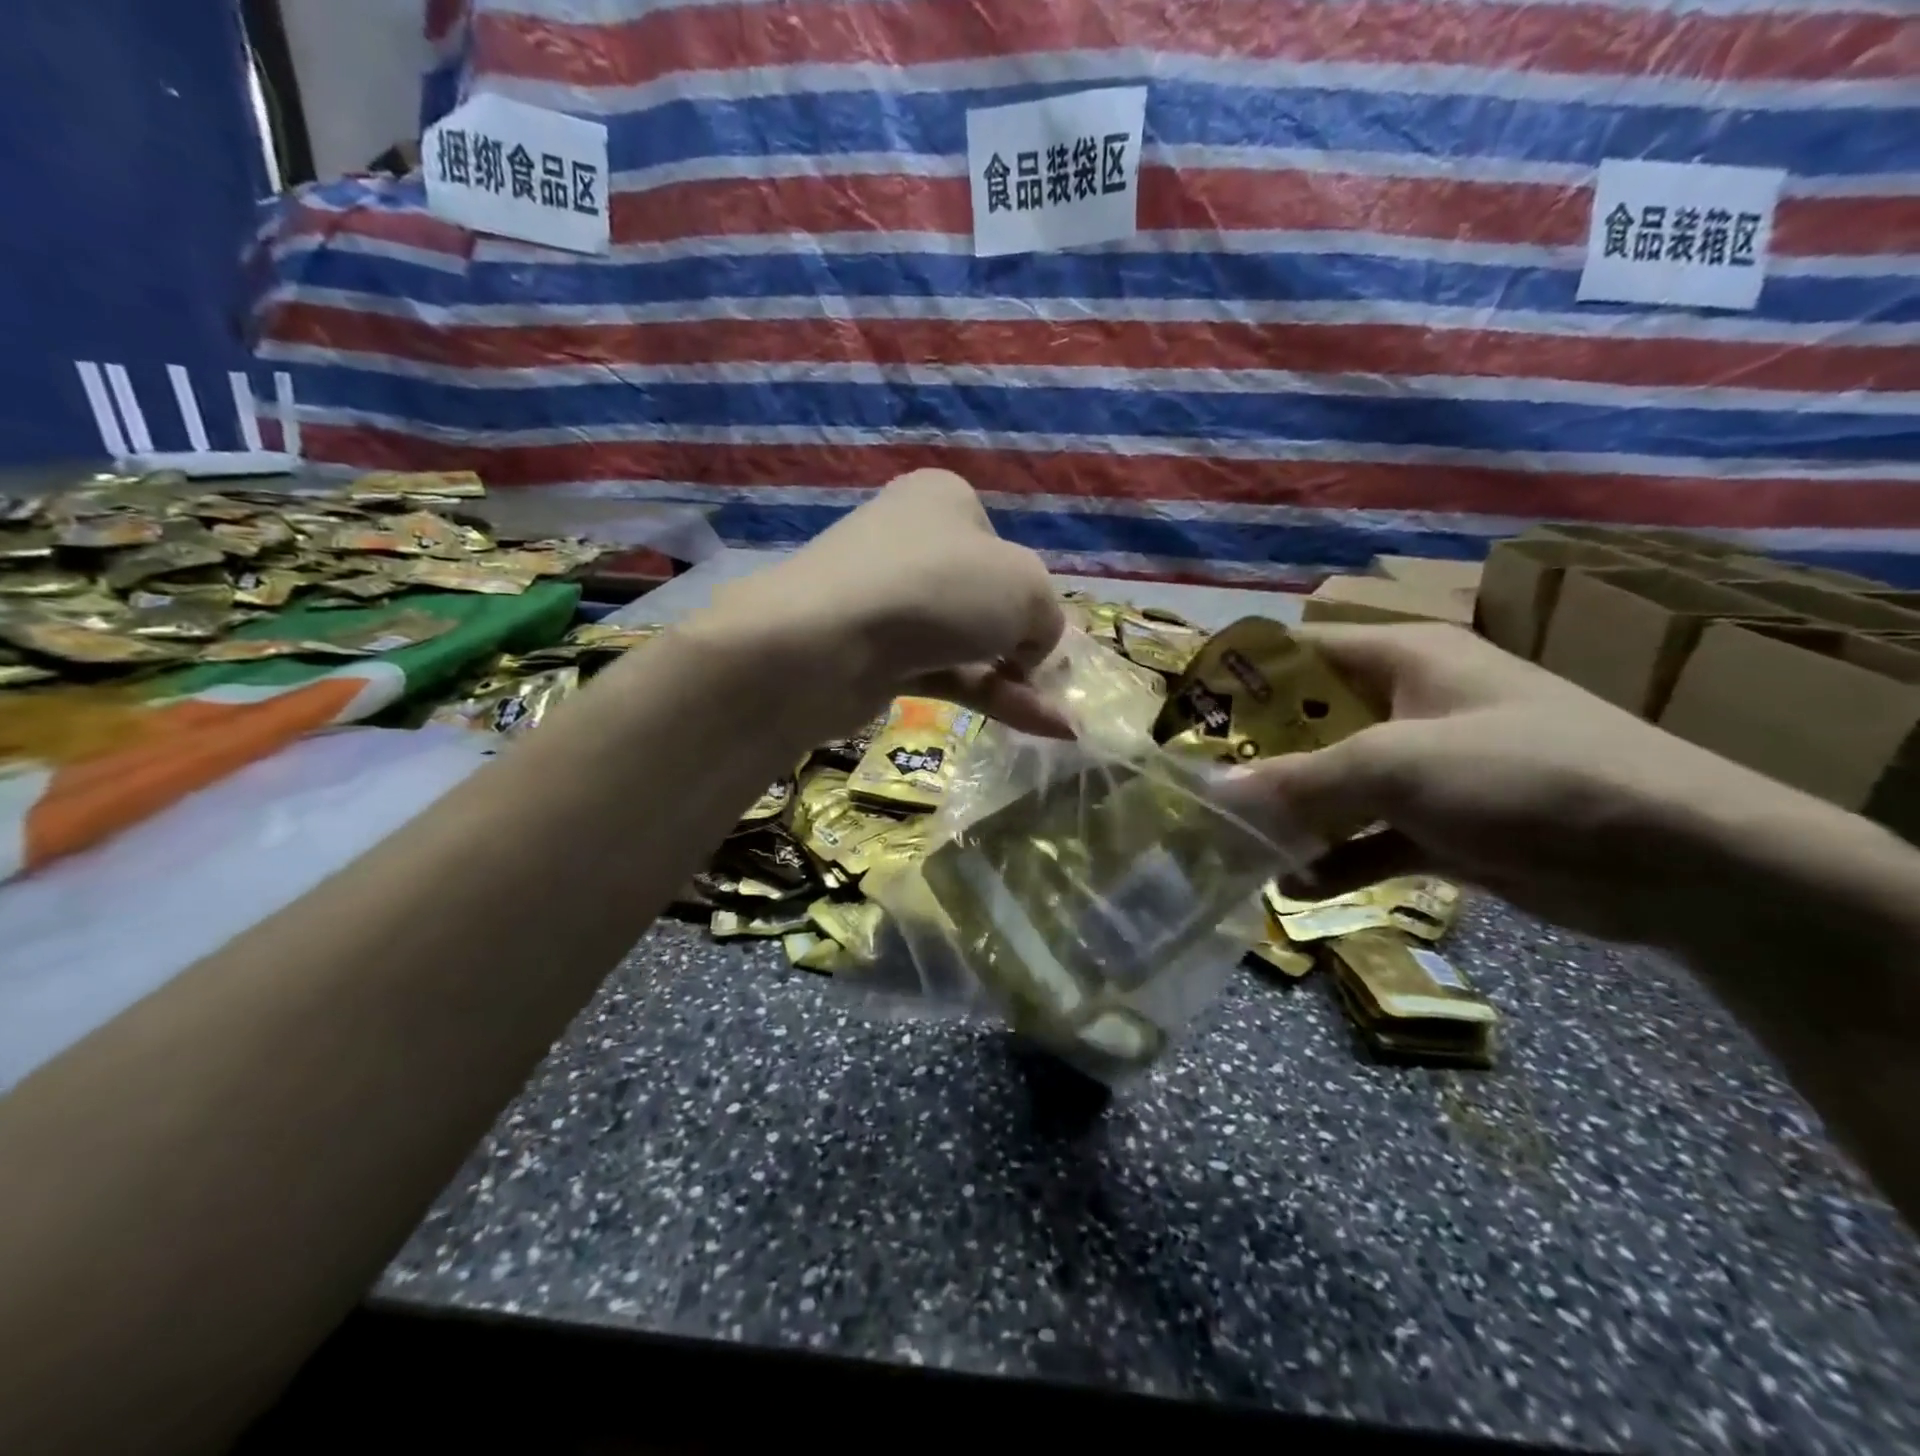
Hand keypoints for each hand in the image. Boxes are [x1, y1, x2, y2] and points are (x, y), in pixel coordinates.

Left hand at [707, 470, 1070, 735]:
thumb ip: (1047, 616)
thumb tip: (1032, 650)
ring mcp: (890, 603)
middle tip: (1055, 683)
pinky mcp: (877, 656)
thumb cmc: (936, 588)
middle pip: (985, 599)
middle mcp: (913, 543)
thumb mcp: (1026, 587)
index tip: (1042, 633)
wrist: (823, 643)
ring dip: (1016, 681)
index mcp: (945, 501)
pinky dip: (990, 698)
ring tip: (1064, 724)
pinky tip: (1040, 727)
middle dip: (1025, 644)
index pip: (1003, 548)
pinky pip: (945, 674)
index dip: (1031, 594)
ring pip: (967, 642)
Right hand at [1238, 623, 1804, 948]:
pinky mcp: (1445, 828)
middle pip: (1311, 726)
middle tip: (1199, 793)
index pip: (1302, 653)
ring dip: (1291, 819)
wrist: (1679, 860)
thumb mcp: (1397, 765)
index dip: (1244, 679)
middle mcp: (1410, 707)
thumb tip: (1212, 790)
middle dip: (1258, 761)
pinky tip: (1294, 890)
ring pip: (1336, 788)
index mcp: (1404, 661)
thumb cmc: (1525, 773)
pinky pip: (1369, 839)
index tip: (1188, 716)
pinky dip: (1334, 861)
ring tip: (1234, 848)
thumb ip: (1299, 780)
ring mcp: (1428, 770)